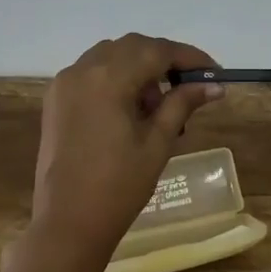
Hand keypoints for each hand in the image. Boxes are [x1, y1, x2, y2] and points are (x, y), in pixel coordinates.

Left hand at [27, 34, 224, 267]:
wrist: (68, 224)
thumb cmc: (119, 187)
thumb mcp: (157, 143)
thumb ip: (182, 104)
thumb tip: (214, 85)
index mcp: (108, 79)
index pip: (156, 51)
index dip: (189, 57)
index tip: (214, 73)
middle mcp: (82, 70)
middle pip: (132, 47)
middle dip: (164, 61)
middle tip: (189, 88)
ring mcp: (64, 83)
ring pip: (110, 56)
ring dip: (139, 68)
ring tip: (157, 107)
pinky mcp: (56, 99)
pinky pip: (91, 72)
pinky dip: (115, 78)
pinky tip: (130, 109)